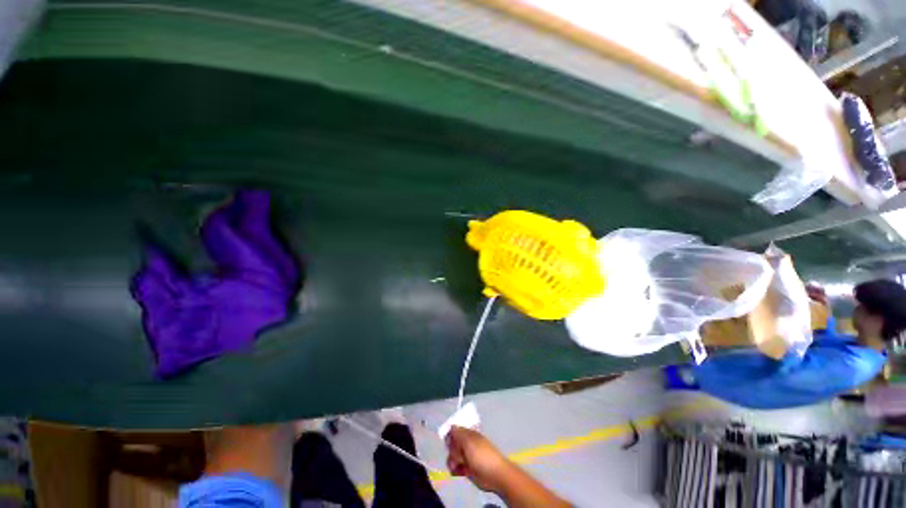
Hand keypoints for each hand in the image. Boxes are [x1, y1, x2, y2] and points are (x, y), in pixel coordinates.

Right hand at [445, 426, 513, 492]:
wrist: (494, 474)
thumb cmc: (482, 455)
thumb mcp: (469, 441)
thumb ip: (458, 434)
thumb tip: (451, 426)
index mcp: (468, 435)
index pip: (455, 431)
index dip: (450, 436)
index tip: (449, 442)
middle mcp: (466, 445)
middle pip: (452, 445)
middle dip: (452, 450)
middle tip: (458, 454)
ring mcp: (466, 457)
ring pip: (452, 457)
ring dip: (452, 461)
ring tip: (457, 465)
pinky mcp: (466, 469)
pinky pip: (455, 468)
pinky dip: (455, 470)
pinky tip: (459, 472)